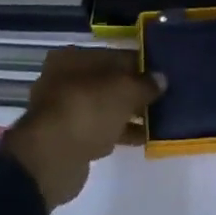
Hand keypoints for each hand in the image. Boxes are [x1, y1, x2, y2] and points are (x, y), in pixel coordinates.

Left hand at [0, 48, 162, 210]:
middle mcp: (65, 80)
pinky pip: (101, 129)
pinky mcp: (69, 138)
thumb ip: (145, 83)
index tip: (162, 74)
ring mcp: (66, 111)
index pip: (114, 55)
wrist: (51, 159)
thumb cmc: (87, 109)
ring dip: (129, 113)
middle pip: (108, 81)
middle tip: (163, 96)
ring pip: (105, 107)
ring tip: (159, 119)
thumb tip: (161, 79)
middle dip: (135, 90)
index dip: (140, 64)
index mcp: (73, 59)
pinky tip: (144, 137)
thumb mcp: (124, 90)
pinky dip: (120, 131)